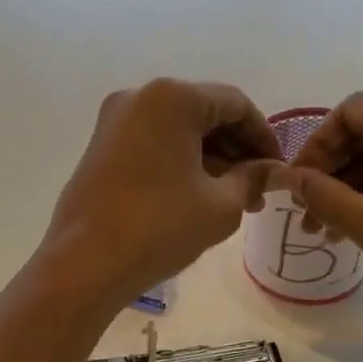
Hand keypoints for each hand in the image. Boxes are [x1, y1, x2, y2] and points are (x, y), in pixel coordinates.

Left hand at [43, 79, 278, 307]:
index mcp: (172, 97)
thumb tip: (272, 170)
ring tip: (231, 201)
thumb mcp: (221, 205)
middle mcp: (139, 97)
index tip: (278, 170)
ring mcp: (113, 122)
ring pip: (177, 131)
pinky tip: (195, 197)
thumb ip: (253, 179)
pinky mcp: (99, 148)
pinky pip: (152, 144)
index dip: (264, 137)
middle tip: (257, 192)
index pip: (235, 104)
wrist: (85, 264)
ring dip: (209, 159)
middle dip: (235, 151)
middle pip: (203, 113)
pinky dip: (179, 163)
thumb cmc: (160, 228)